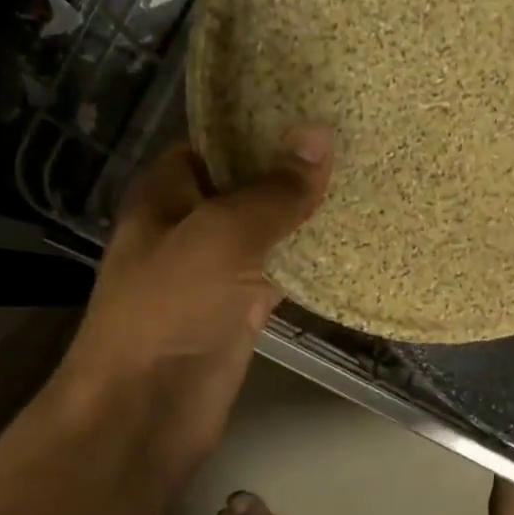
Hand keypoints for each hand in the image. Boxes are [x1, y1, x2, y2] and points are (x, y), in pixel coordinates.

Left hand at [51, 127, 333, 480]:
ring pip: (269, 231)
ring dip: (308, 215)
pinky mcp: (242, 310)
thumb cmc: (170, 308)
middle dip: (294, 168)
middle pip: (247, 185)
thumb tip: (320, 136)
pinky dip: (313, 262)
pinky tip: (355, 242)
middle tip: (357, 139)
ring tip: (366, 179)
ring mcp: (218, 271)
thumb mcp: (221, 236)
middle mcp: (191, 225)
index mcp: (167, 192)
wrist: (147, 408)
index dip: (260, 123)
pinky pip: (282, 275)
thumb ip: (273, 192)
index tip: (317, 106)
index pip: (216, 141)